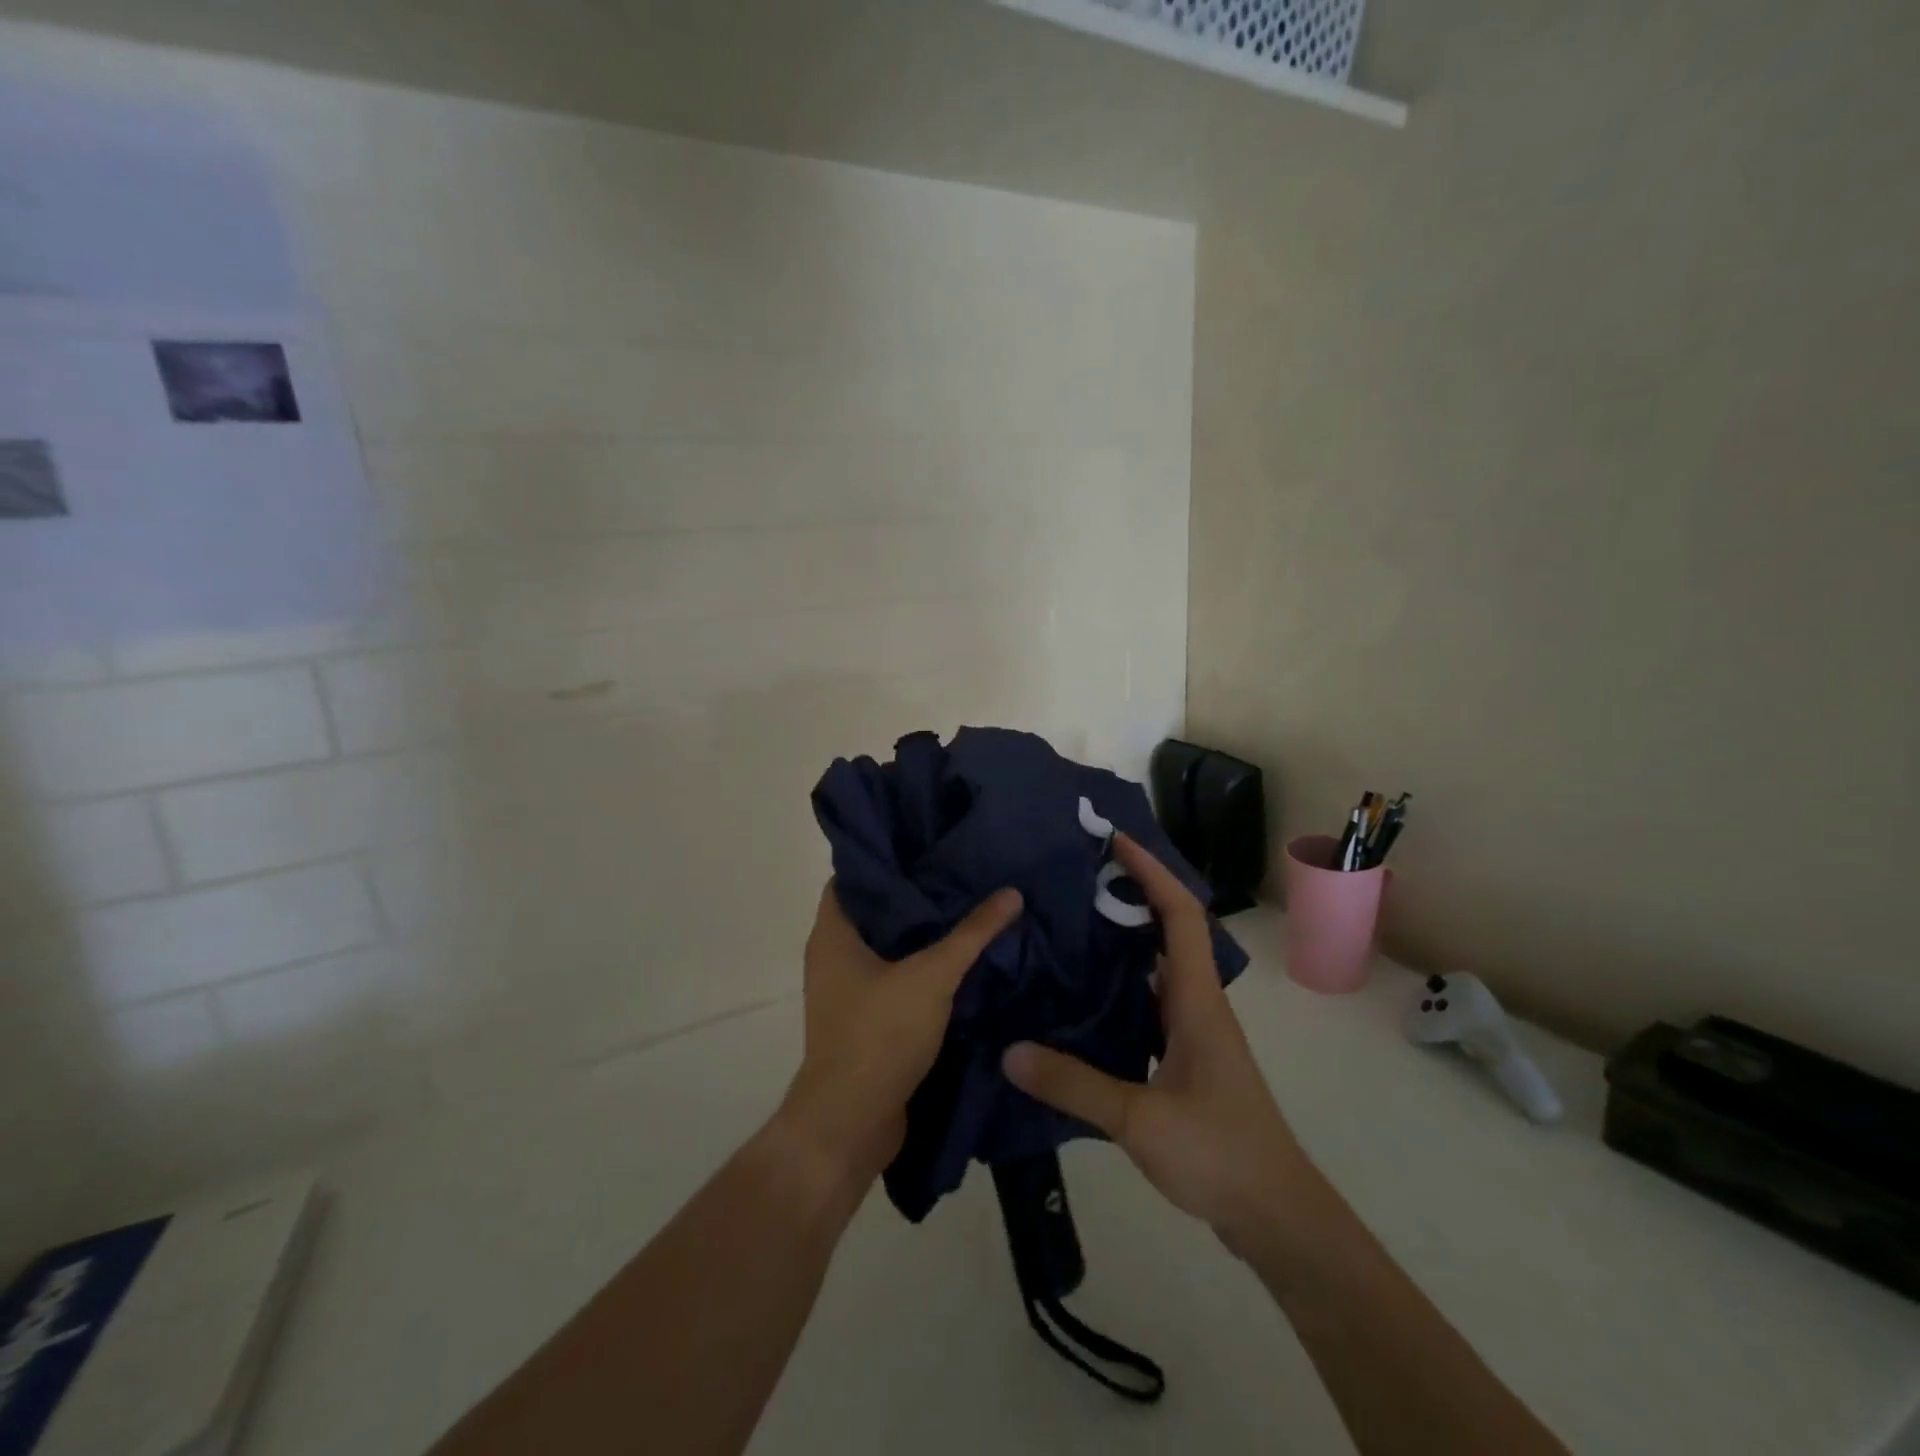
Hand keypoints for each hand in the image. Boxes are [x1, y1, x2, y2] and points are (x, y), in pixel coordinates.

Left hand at [779, 881, 1022, 1196]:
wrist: (851, 1123)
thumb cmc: (879, 1035)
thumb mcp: (932, 977)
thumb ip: (972, 934)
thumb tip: (1011, 892)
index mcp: (832, 933)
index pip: (855, 875)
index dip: (888, 858)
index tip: (927, 843)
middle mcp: (832, 955)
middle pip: (875, 910)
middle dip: (914, 894)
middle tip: (959, 871)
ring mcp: (846, 990)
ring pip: (886, 946)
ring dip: (920, 933)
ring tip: (966, 906)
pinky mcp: (864, 1018)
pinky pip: (893, 978)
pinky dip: (920, 967)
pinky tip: (959, 959)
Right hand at [1002, 833, 1311, 1253]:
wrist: (1276, 1214)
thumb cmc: (1219, 1153)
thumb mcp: (1139, 1120)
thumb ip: (1074, 1085)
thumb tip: (1009, 1051)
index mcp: (1196, 999)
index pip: (1181, 913)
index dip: (1152, 871)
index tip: (1115, 840)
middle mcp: (1197, 1002)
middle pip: (1172, 927)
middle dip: (1134, 891)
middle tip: (1080, 873)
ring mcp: (1194, 1029)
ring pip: (1159, 964)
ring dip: (1127, 934)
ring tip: (1073, 919)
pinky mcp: (1185, 1055)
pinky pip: (1149, 998)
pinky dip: (1121, 980)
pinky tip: (1085, 993)